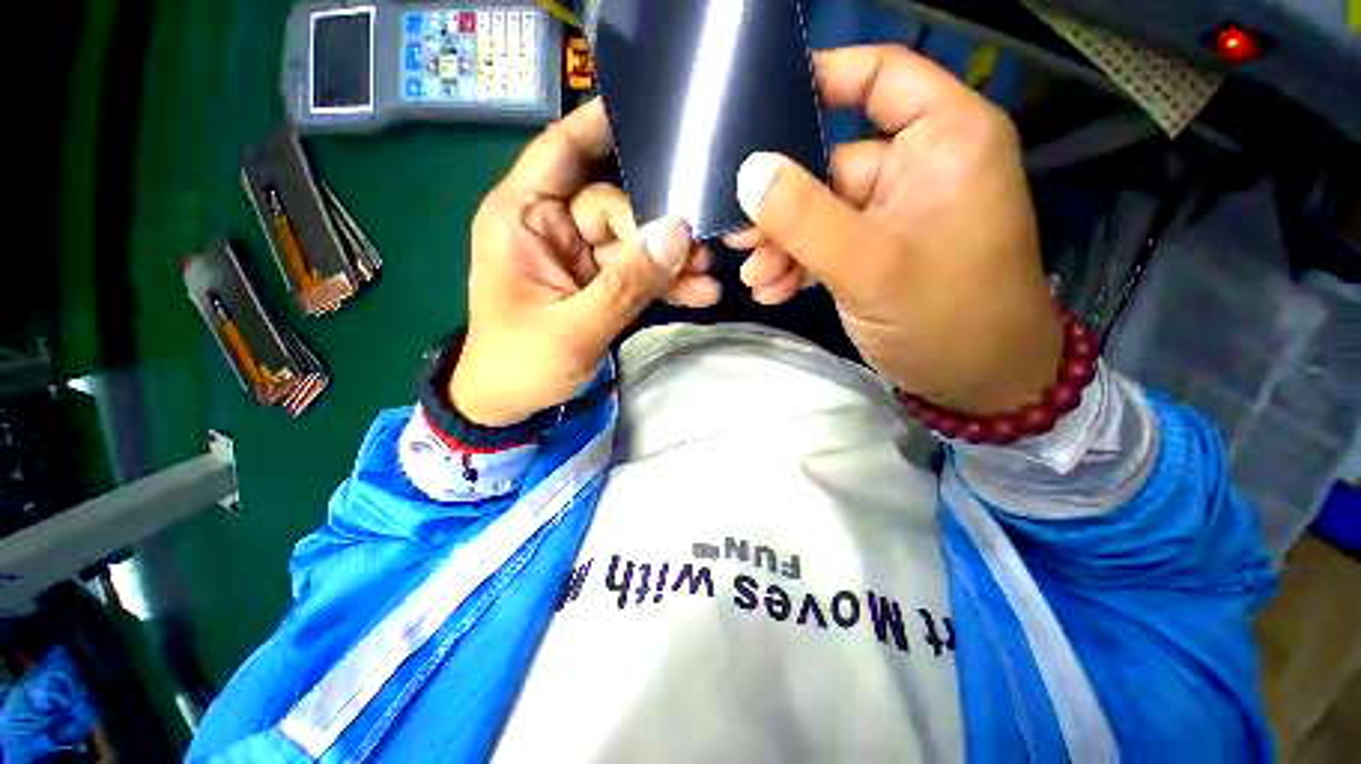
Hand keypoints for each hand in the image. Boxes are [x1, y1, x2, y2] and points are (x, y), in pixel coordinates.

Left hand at [451, 99, 720, 425]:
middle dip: (659, 228)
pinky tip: (695, 293)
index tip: (651, 107)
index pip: (561, 150)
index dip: (601, 125)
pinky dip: (663, 282)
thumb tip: (677, 236)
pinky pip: (636, 271)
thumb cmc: (522, 364)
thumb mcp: (575, 328)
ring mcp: (579, 256)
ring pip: (633, 242)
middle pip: (616, 204)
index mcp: (523, 219)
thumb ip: (626, 284)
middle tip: (702, 250)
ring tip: (706, 278)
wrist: (511, 404)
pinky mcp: (597, 282)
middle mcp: (551, 227)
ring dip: (669, 261)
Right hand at [731, 45, 1061, 414]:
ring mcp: (893, 213)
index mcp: (943, 139)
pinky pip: (825, 244)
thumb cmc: (945, 317)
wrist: (974, 383)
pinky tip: (772, 291)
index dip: (820, 80)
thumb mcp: (869, 266)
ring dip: (782, 245)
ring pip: (819, 211)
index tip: (757, 108)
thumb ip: (805, 217)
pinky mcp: (876, 251)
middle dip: (780, 207)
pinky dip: (796, 266)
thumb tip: (748, 173)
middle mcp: (918, 166)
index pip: (879, 75)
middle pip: (830, 162)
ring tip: (753, 278)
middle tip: (738, 238)